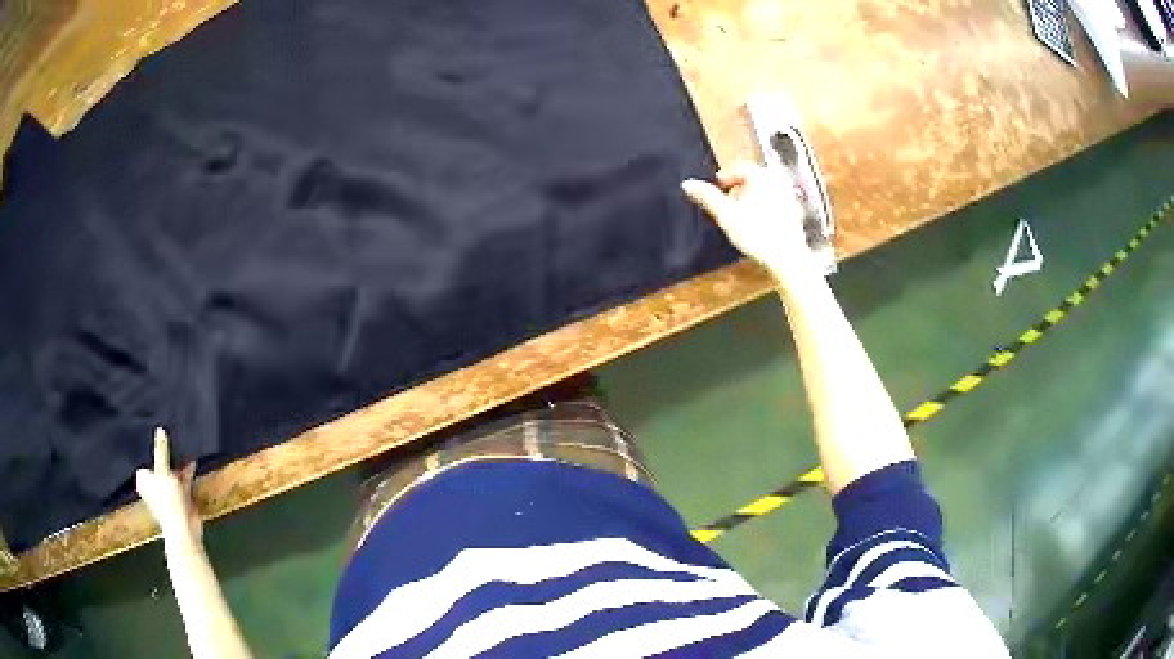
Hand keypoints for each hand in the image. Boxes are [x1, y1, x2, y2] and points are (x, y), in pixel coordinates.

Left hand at [137, 428, 201, 541]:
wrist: (183, 528)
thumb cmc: (167, 501)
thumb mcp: (163, 471)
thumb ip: (161, 451)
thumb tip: (160, 429)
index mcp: (143, 480)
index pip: (146, 459)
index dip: (152, 450)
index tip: (159, 437)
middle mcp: (153, 486)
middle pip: (159, 467)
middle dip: (167, 459)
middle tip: (173, 439)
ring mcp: (167, 493)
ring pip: (172, 474)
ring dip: (178, 466)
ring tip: (184, 448)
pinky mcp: (180, 499)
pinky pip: (182, 482)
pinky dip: (186, 474)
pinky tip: (192, 463)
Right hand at [682, 162, 817, 287]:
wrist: (787, 258)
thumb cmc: (757, 234)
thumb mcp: (726, 215)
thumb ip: (707, 197)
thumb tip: (687, 184)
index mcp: (761, 175)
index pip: (738, 169)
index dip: (724, 180)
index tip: (716, 193)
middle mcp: (778, 180)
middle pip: (751, 180)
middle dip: (737, 192)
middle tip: (727, 208)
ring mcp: (789, 196)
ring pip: (763, 192)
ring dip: (750, 202)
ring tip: (741, 220)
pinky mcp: (795, 212)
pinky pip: (774, 204)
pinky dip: (764, 211)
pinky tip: (758, 228)